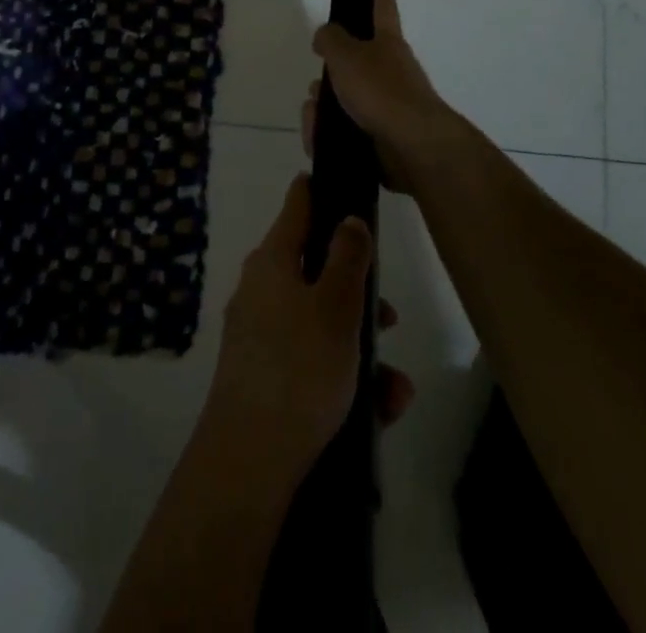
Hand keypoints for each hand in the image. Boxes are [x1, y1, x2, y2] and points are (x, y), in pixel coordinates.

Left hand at [203, 173, 413, 476]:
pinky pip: (312, 360)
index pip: (298, 205)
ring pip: (320, 322)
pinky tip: (380, 409)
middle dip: (358, 292)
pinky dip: (345, 375)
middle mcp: (260, 288)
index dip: (321, 191)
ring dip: (361, 346)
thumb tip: (349, 217)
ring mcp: (259, 333)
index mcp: (272, 260)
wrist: (249, 461)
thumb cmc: (299, 368)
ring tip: (396, 386)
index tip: (344, 183)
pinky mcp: (263, 375)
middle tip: (390, 315)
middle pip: (315, 269)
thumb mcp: (336, 307)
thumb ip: (348, 258)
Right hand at [307, 0, 470, 193]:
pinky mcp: (383, 138)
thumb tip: (326, 35)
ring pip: (347, 100)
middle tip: (317, 84)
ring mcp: (390, 106)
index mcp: (388, 44)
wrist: (412, 147)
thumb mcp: (346, 55)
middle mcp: (393, 72)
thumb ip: (330, 39)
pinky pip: (347, 131)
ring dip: (325, 107)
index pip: (383, 11)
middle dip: (332, 74)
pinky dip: (330, 134)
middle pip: (356, 64)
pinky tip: (318, 140)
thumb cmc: (380, 90)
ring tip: (314, 117)